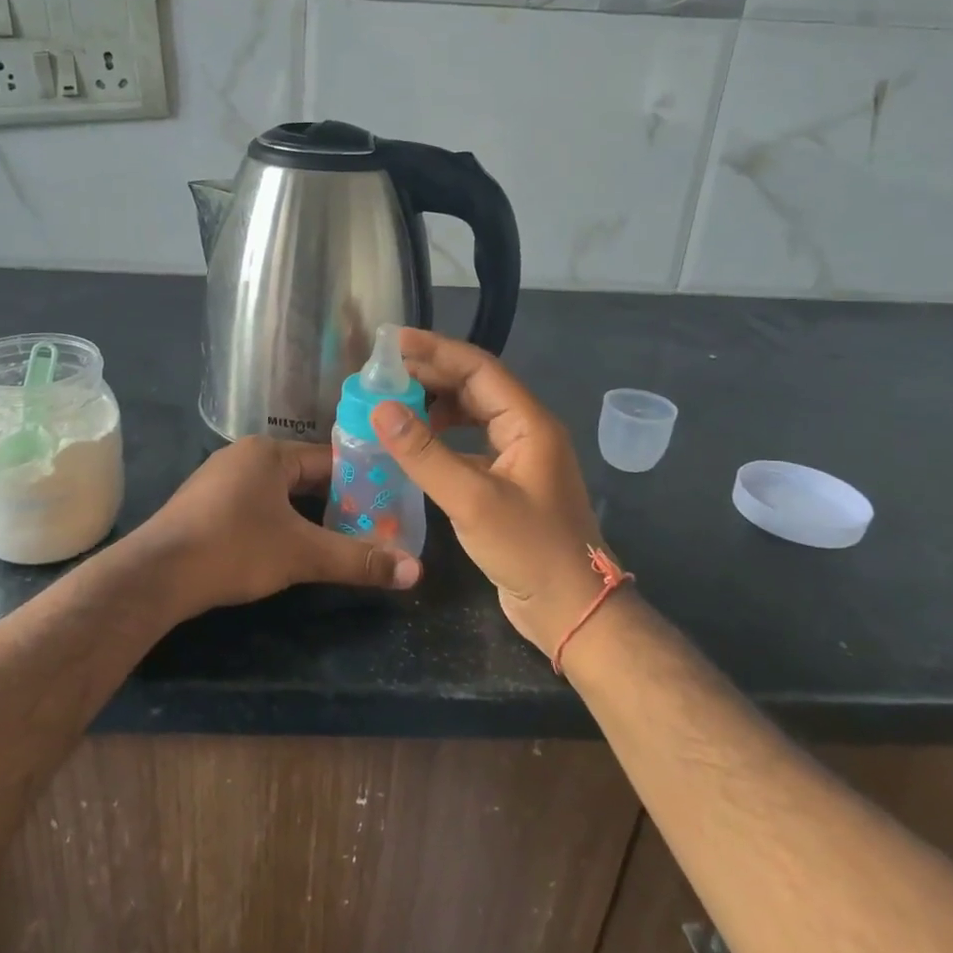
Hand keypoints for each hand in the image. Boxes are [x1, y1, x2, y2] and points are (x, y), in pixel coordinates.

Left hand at [134, 436, 421, 616]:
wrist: (156, 574)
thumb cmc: (234, 549)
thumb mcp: (302, 554)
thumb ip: (358, 560)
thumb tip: (415, 571)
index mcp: (268, 452)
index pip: (329, 460)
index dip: (362, 482)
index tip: (388, 504)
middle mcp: (243, 456)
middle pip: (304, 476)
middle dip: (336, 501)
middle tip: (371, 526)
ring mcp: (219, 480)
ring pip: (279, 493)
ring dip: (307, 514)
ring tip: (339, 538)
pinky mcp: (204, 506)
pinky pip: (255, 505)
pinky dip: (278, 522)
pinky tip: (290, 546)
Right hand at [370, 329, 609, 657]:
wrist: (571, 609)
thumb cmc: (529, 550)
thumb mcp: (471, 500)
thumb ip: (424, 454)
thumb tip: (381, 409)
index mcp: (529, 423)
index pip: (478, 369)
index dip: (435, 350)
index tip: (392, 342)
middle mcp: (526, 431)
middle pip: (475, 386)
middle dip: (431, 375)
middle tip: (383, 373)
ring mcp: (519, 458)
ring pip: (473, 415)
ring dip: (436, 405)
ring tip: (394, 405)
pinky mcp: (508, 483)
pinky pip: (471, 444)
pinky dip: (442, 438)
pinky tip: (416, 447)